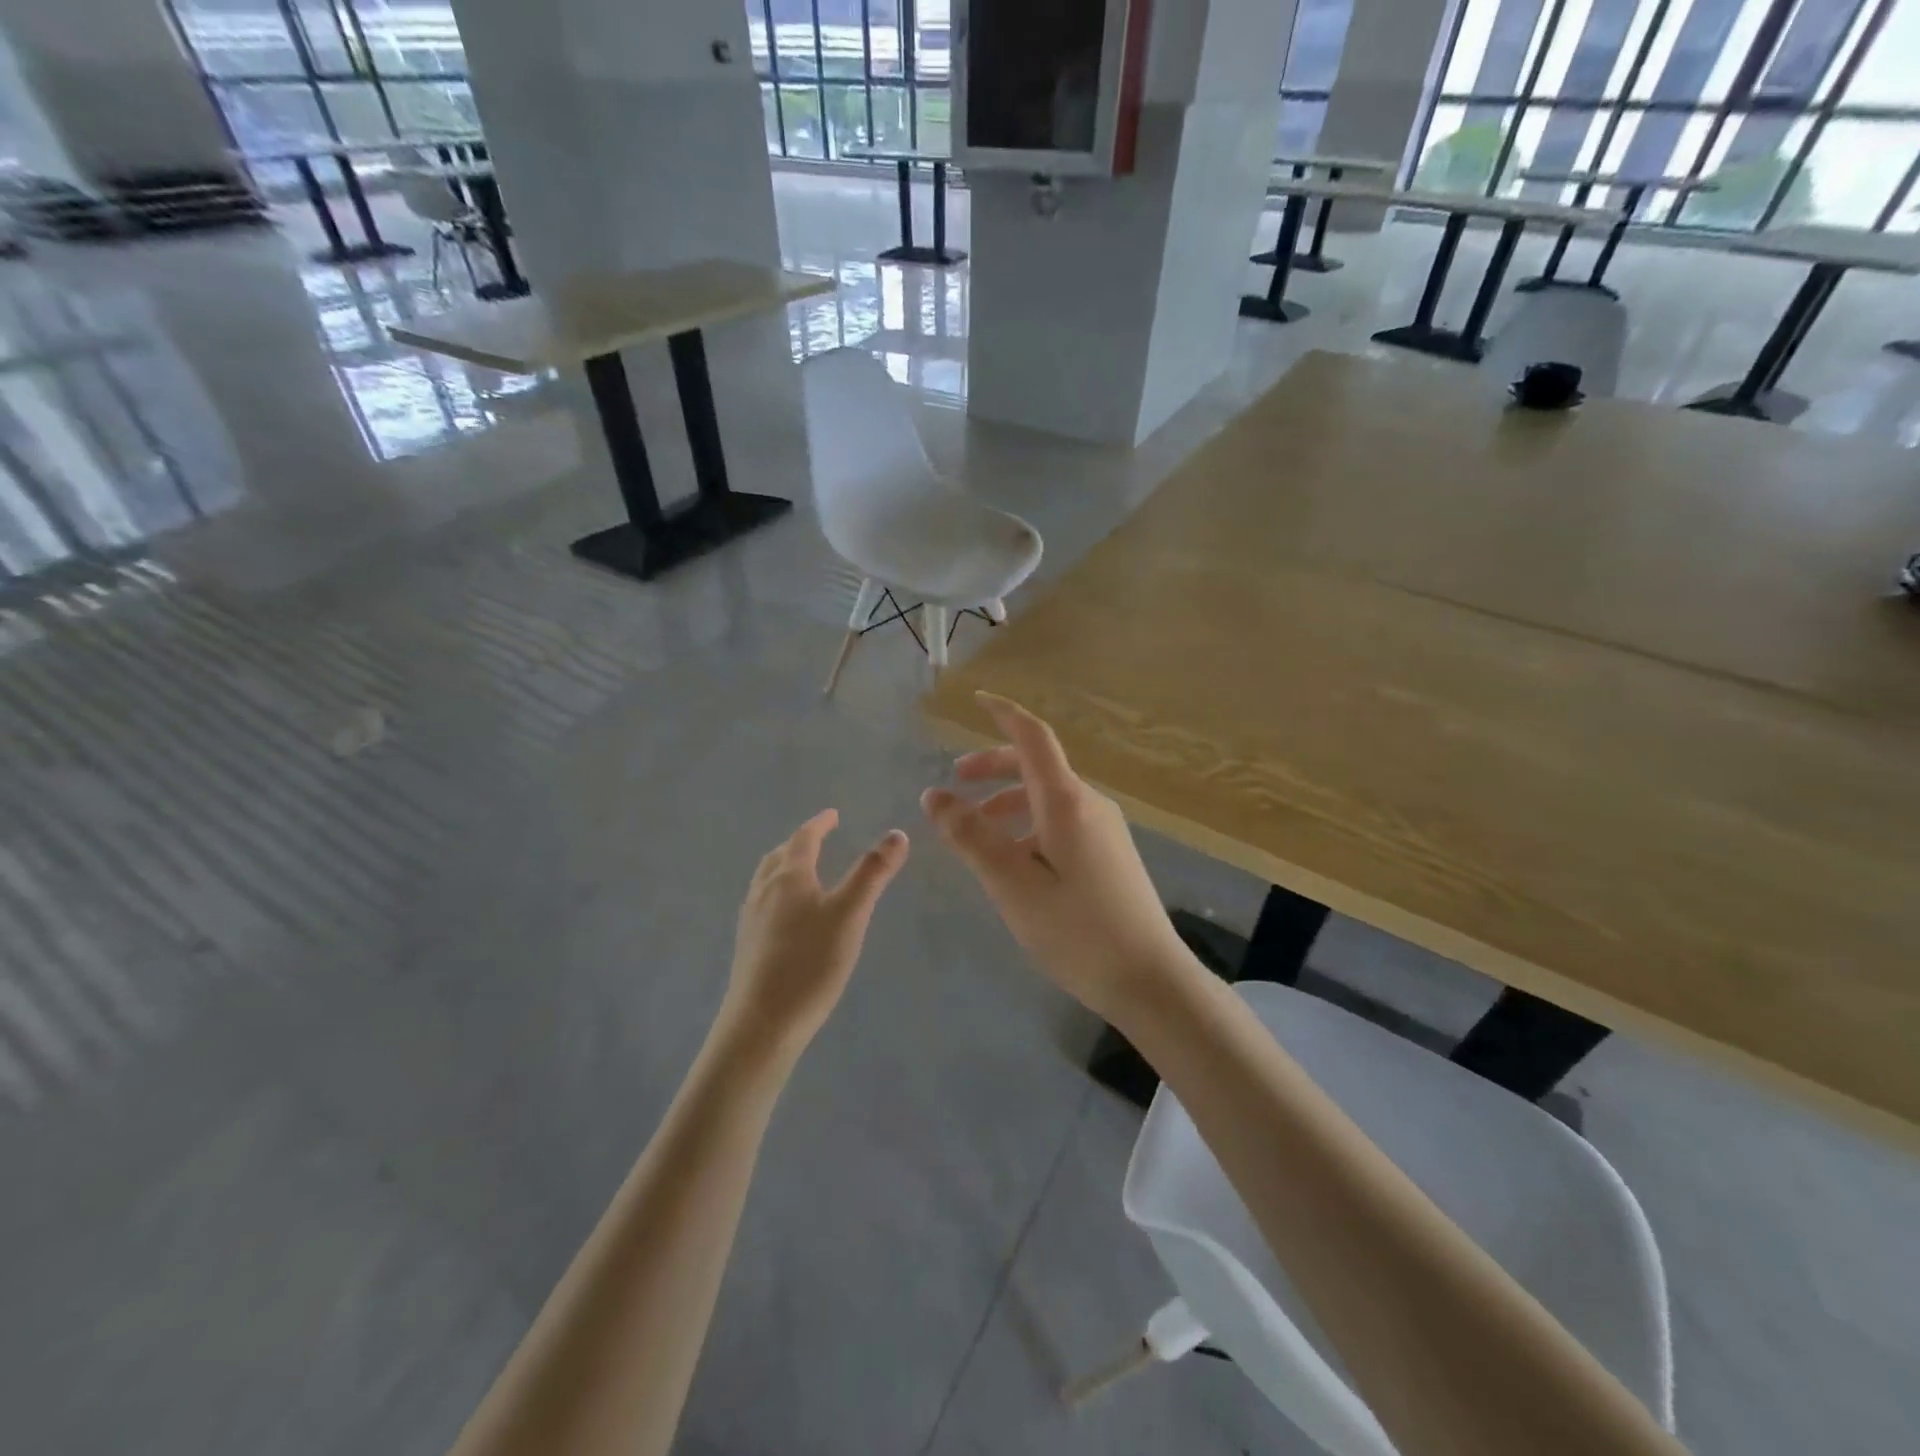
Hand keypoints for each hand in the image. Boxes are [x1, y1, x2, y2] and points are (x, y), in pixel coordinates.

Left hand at [724, 810, 908, 1058]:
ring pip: (766, 880)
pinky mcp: (748, 946)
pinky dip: (778, 892)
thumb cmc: (810, 963)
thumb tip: (897, 834)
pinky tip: (788, 916)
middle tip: (818, 839)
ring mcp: (751, 920)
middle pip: (779, 856)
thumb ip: (873, 873)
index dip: (819, 824)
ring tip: (802, 872)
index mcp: (788, 877)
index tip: (832, 815)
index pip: (803, 838)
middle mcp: (764, 891)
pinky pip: (762, 903)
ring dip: (785, 866)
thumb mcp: (851, 914)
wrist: (762, 1023)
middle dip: (799, 843)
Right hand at [921, 693, 1192, 1021]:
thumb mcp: (1011, 884)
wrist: (1150, 979)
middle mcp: (1089, 804)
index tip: (976, 699)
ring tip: (976, 829)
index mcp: (1066, 801)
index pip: (1033, 737)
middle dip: (994, 765)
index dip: (1003, 713)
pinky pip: (1061, 821)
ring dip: (1008, 799)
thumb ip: (971, 835)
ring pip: (1048, 797)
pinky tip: (1014, 860)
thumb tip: (934, 795)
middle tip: (956, 780)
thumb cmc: (1076, 930)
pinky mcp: (1110, 854)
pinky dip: (1028, 823)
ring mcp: (1105, 829)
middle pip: (1037, 766)